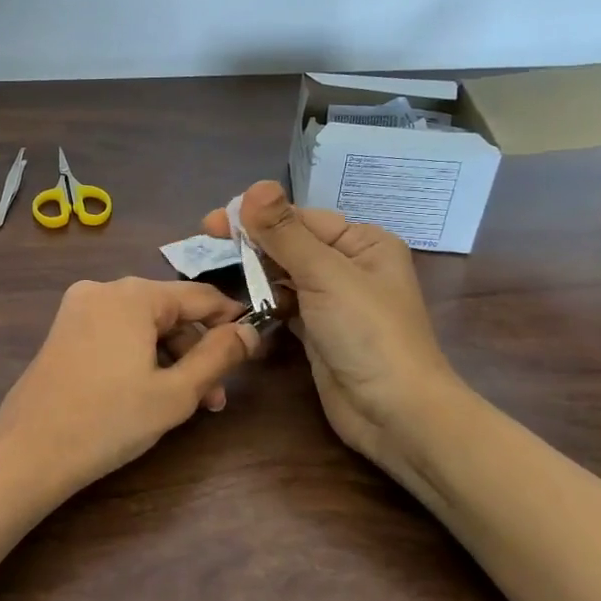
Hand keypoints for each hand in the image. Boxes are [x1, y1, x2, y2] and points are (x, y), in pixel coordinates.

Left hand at [0, 278, 259, 497]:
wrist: (30, 450)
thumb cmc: (110, 421)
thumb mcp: (176, 392)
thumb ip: (219, 356)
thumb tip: (250, 330)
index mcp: (132, 294)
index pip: (200, 296)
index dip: (232, 321)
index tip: (254, 350)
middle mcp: (102, 289)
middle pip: (168, 312)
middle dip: (196, 352)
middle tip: (214, 400)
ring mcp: (77, 309)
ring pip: (141, 325)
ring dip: (169, 359)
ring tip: (185, 406)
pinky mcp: (63, 331)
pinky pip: (115, 334)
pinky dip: (138, 357)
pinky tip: (147, 394)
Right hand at [204, 181, 466, 476]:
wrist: (396, 414)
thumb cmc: (367, 334)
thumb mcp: (325, 275)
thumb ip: (285, 232)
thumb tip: (254, 187)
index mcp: (363, 243)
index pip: (300, 219)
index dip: (256, 217)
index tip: (210, 222)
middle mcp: (350, 266)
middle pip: (290, 244)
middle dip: (252, 243)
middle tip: (205, 241)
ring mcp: (334, 301)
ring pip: (284, 275)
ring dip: (254, 273)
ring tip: (217, 272)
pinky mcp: (318, 331)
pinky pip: (284, 304)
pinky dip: (263, 301)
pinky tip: (239, 302)